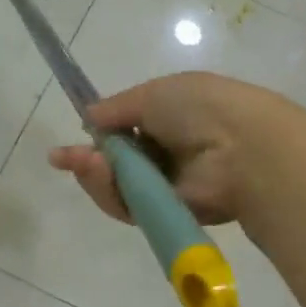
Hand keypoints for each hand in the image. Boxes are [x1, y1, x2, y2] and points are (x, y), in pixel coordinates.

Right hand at [47, 72, 299, 227]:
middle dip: (88, 159)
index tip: (70, 139)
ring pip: (118, 186)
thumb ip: (117, 107)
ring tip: (85, 163)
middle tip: (64, 157)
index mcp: (170, 116)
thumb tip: (89, 116)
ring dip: (96, 175)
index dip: (98, 134)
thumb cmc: (199, 107)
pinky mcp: (167, 212)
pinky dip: (111, 192)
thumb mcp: (153, 94)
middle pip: (117, 162)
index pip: (126, 129)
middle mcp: (168, 151)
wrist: (241, 147)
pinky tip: (98, 173)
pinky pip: (129, 207)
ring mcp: (168, 184)